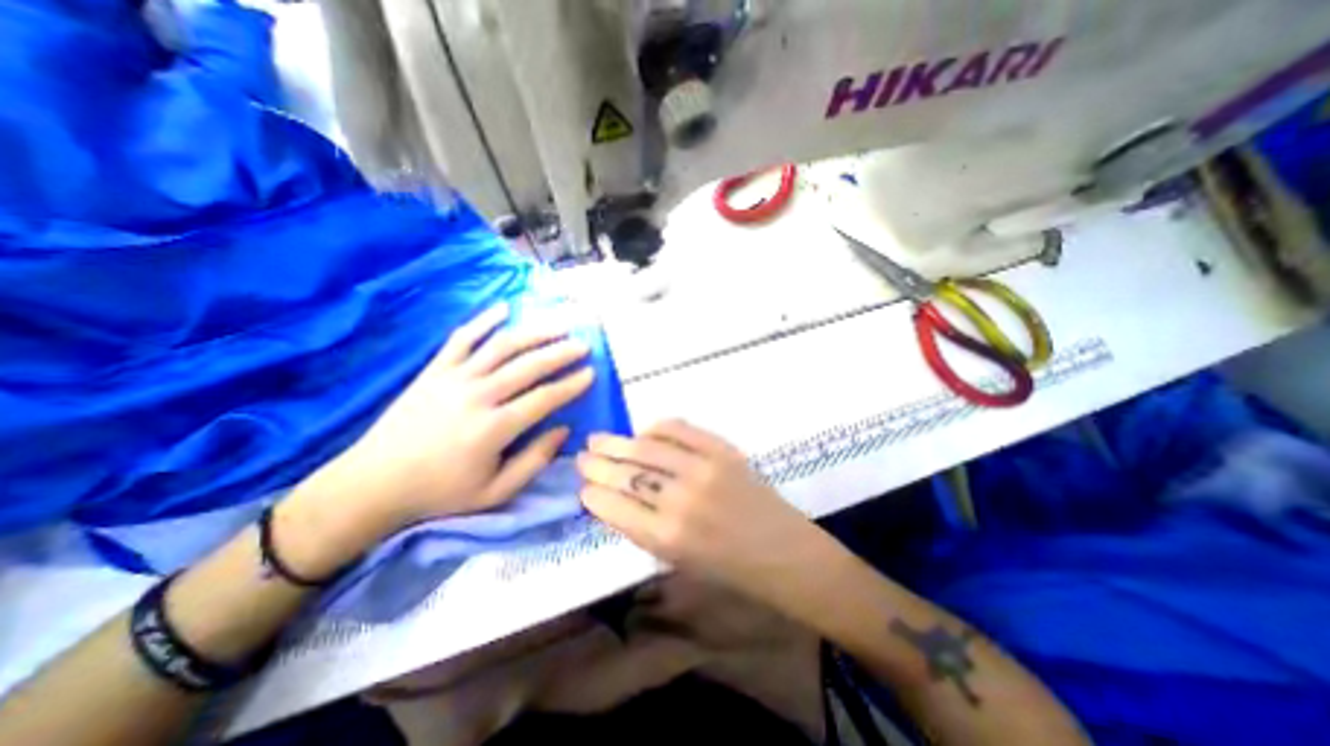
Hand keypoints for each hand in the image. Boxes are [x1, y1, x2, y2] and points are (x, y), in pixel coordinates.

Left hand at [301, 303, 596, 541]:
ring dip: (534, 333)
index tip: (592, 373)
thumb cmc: (441, 492)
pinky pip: (462, 339)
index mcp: (493, 428)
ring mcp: (454, 378)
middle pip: (528, 366)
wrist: (373, 484)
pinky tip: (504, 308)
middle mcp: (477, 396)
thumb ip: (534, 460)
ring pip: (501, 346)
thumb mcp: (496, 491)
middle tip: (584, 344)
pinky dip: (484, 320)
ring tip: (558, 325)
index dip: (571, 384)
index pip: (544, 398)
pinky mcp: (434, 371)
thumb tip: (563, 430)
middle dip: (561, 353)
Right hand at [571, 423, 828, 608]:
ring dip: (617, 443)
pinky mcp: (721, 450)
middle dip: (597, 465)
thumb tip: (611, 499)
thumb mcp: (677, 561)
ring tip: (597, 439)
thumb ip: (641, 529)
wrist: (782, 551)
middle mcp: (679, 500)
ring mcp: (702, 469)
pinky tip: (643, 431)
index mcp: (666, 538)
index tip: (582, 486)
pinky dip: (657, 428)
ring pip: (646, 448)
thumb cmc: (728, 569)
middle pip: (626, 474)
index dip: (592, 494)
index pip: (614, 506)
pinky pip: (680, 430)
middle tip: (581, 457)